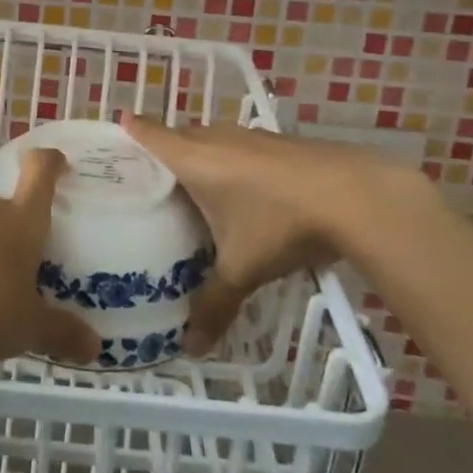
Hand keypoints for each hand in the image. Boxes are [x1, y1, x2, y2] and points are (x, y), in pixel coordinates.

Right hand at [121, 114, 441, 354]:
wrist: (354, 195)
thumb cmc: (281, 223)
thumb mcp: (243, 269)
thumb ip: (214, 304)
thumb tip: (191, 349)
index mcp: (195, 160)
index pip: (152, 136)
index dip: (133, 129)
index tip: (118, 124)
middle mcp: (218, 139)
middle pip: (182, 134)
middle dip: (166, 145)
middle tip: (152, 172)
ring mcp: (253, 137)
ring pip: (214, 136)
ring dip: (202, 150)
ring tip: (195, 179)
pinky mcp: (281, 142)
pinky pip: (242, 144)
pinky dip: (233, 156)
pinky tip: (245, 184)